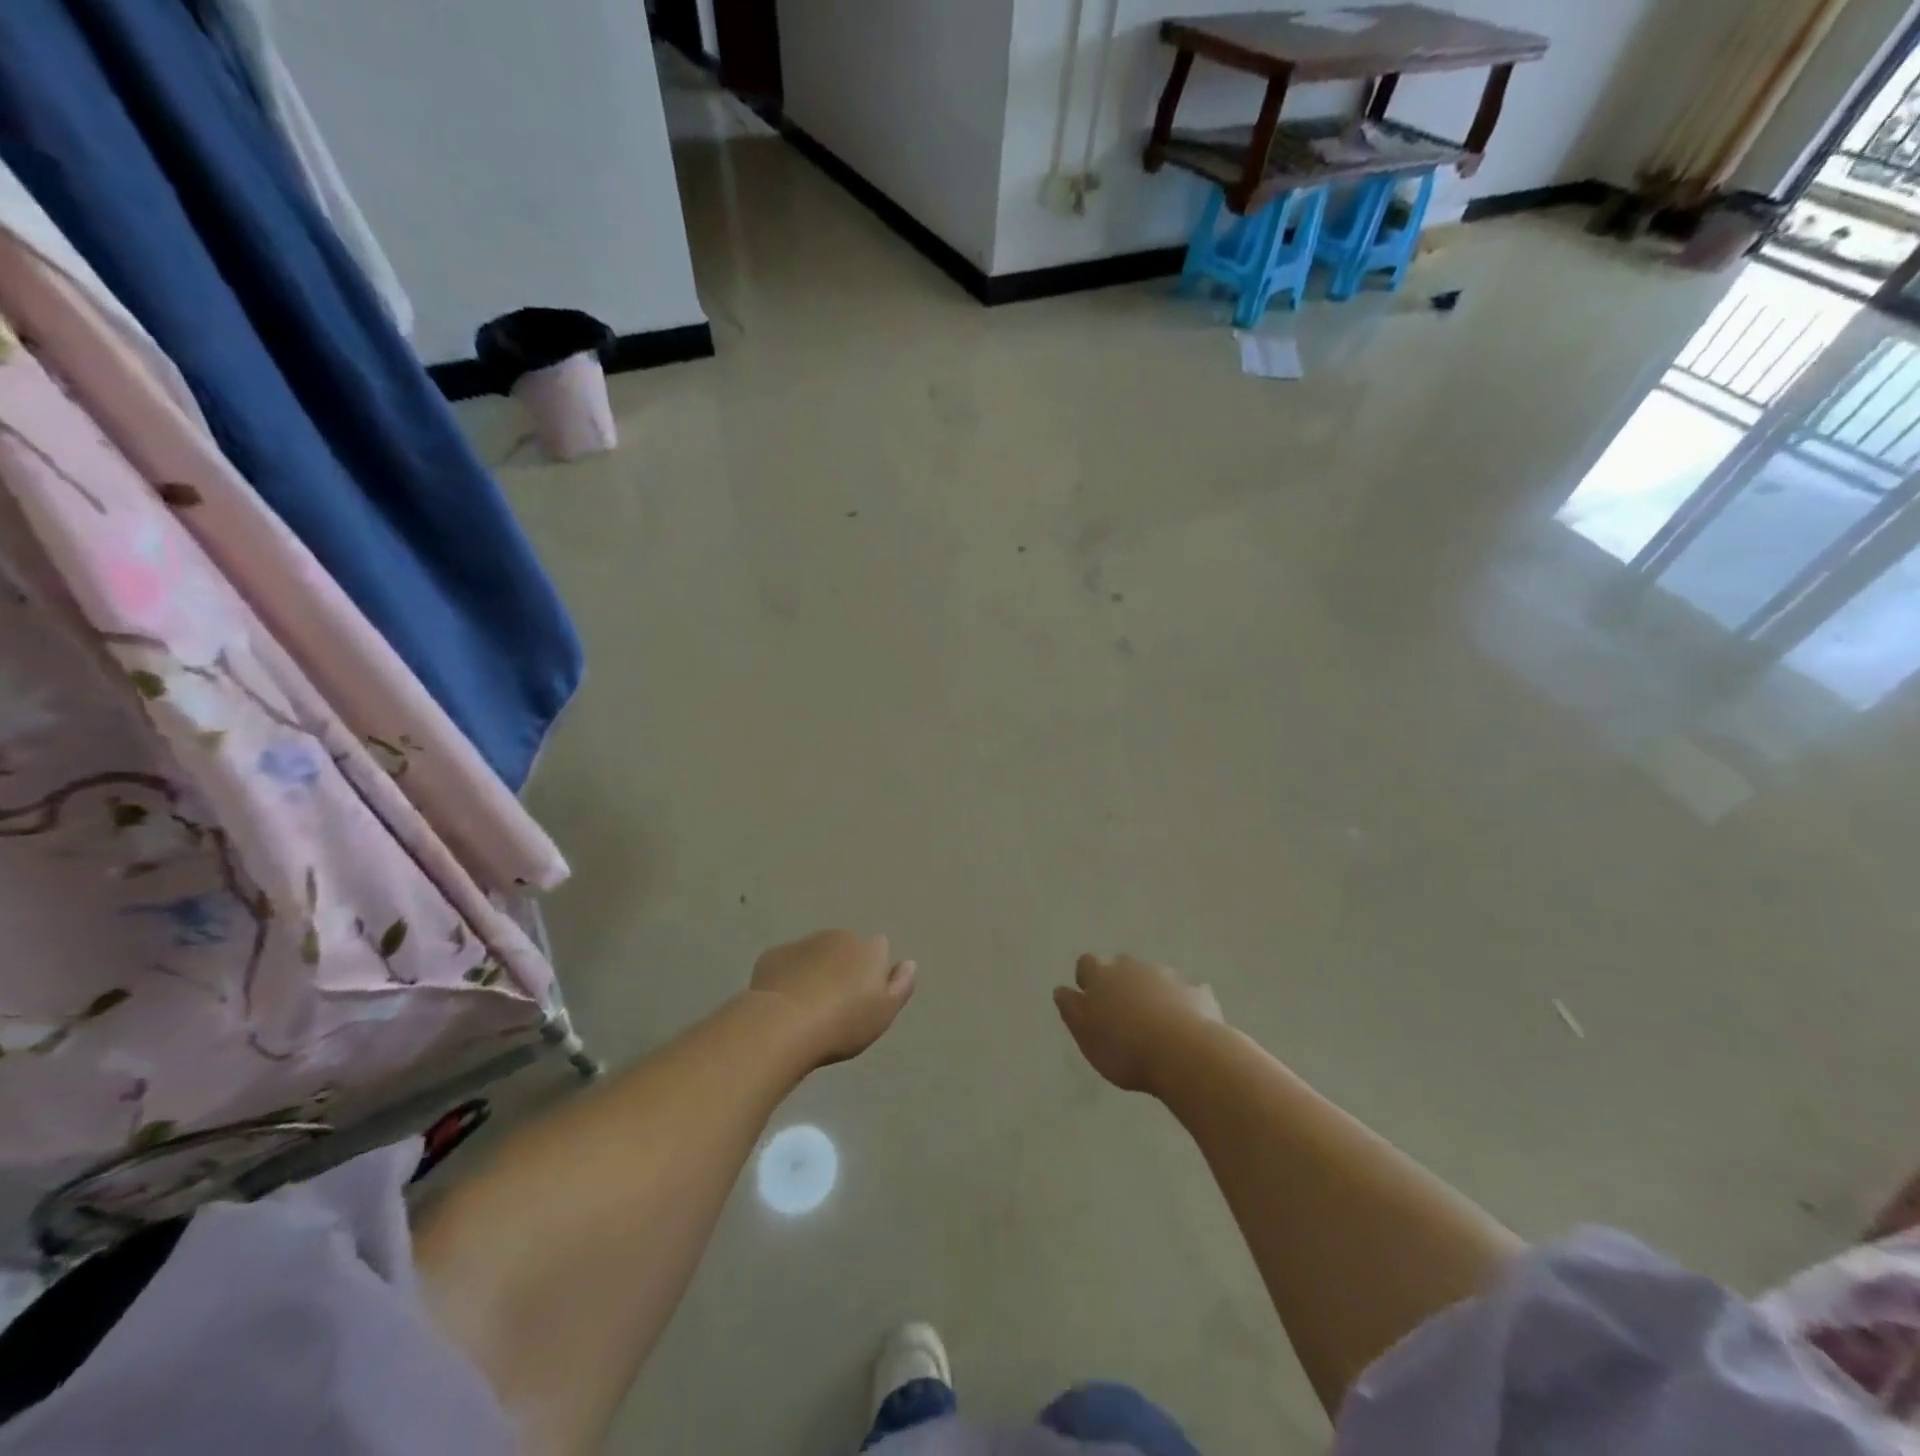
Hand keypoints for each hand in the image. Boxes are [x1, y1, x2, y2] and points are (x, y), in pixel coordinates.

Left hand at [749, 929, 916, 1067]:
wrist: (782, 1024)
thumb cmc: (842, 1023)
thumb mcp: (883, 1013)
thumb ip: (900, 986)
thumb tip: (909, 963)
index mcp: (869, 950)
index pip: (879, 949)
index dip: (873, 971)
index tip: (864, 997)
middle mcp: (838, 937)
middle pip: (845, 949)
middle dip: (842, 968)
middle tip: (834, 1005)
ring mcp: (803, 943)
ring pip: (815, 954)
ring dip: (815, 971)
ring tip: (807, 1007)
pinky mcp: (773, 955)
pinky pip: (787, 963)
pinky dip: (788, 977)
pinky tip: (784, 1003)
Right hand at [1054, 953, 1221, 1094]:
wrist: (1184, 1053)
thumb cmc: (1124, 1048)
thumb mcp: (1085, 1035)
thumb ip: (1071, 1009)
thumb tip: (1061, 989)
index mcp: (1102, 975)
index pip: (1086, 963)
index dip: (1086, 978)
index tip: (1089, 998)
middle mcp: (1133, 967)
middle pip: (1121, 967)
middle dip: (1120, 983)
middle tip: (1122, 1012)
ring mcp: (1168, 977)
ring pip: (1154, 978)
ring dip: (1151, 993)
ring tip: (1154, 1024)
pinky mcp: (1197, 992)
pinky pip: (1186, 994)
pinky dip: (1182, 1005)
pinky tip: (1184, 1027)